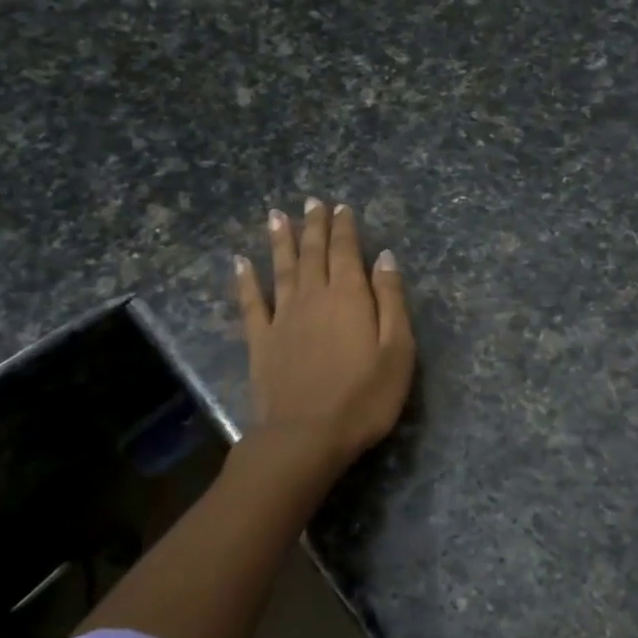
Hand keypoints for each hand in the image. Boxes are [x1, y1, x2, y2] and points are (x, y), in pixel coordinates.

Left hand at [235, 199, 415, 468]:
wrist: (307, 436)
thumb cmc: (365, 396)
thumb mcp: (398, 350)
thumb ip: (391, 300)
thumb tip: (385, 258)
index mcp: (349, 297)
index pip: (346, 252)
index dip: (344, 228)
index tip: (341, 207)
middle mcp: (313, 297)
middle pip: (313, 253)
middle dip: (314, 225)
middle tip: (312, 201)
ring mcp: (283, 318)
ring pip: (281, 268)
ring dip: (280, 240)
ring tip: (277, 215)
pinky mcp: (261, 341)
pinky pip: (251, 302)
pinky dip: (245, 280)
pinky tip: (240, 262)